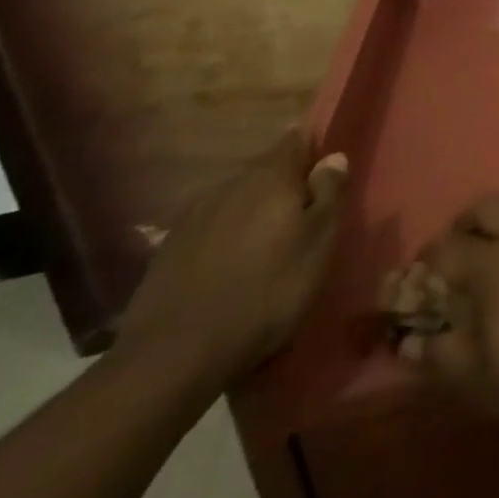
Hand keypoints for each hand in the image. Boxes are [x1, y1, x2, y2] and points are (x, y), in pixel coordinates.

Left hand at [116, 131, 348, 387]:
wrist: (173, 357)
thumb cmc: (267, 291)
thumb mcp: (319, 242)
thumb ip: (329, 193)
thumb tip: (332, 157)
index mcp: (269, 177)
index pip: (295, 140)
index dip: (313, 149)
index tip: (325, 170)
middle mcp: (229, 186)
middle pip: (264, 171)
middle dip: (284, 186)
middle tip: (302, 215)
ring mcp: (191, 219)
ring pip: (234, 201)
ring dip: (252, 214)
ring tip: (266, 245)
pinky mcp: (166, 254)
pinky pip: (208, 231)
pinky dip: (224, 240)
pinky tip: (229, 268)